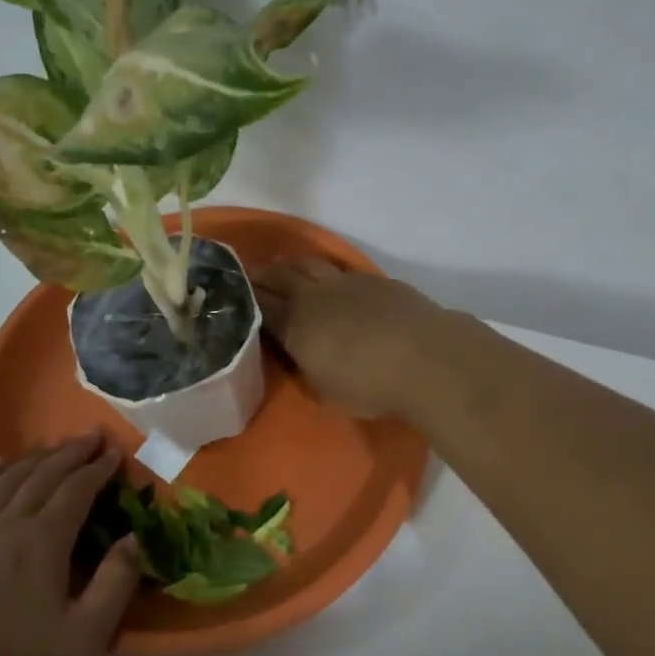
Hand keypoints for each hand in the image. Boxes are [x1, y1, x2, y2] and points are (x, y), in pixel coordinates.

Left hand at [0, 433, 140, 655]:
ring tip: (54, 445)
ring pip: (6, 480)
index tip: (116, 452)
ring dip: (34, 457)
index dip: (98, 468)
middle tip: (93, 437)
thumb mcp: (87, 639)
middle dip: (71, 452)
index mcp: (42, 542)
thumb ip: (116, 583)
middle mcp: (6, 526)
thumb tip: (133, 537)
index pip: (76, 489)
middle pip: (42, 474)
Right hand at [254, 259, 445, 419]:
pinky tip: (330, 281)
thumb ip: (305, 368)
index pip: (259, 305)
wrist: (425, 357)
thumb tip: (298, 355)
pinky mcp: (374, 280)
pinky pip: (340, 271)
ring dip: (290, 265)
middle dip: (260, 274)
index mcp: (294, 324)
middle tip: (247, 273)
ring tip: (282, 268)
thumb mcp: (325, 391)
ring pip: (308, 264)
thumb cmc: (369, 384)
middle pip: (279, 276)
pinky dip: (326, 272)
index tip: (229, 292)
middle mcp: (313, 295)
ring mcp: (345, 282)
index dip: (242, 297)